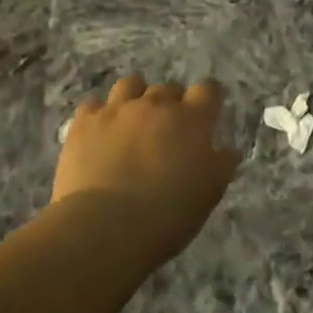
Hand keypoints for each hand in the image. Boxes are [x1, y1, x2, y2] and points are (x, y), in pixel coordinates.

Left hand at [53, 77, 241, 257]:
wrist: (104, 227)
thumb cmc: (167, 214)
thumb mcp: (208, 194)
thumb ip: (221, 165)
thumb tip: (227, 151)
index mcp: (191, 120)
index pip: (208, 90)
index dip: (208, 100)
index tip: (206, 115)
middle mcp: (155, 105)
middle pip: (168, 88)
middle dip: (171, 104)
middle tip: (168, 131)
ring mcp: (117, 110)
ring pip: (130, 84)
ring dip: (136, 98)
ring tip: (133, 122)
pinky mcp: (84, 123)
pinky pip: (94, 104)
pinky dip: (100, 114)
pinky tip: (100, 132)